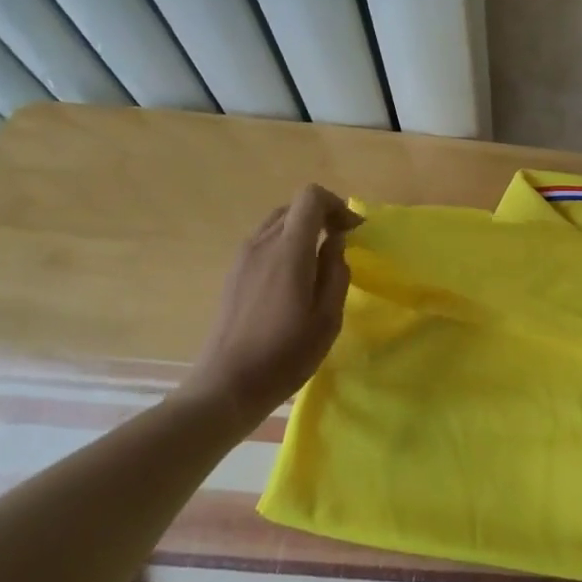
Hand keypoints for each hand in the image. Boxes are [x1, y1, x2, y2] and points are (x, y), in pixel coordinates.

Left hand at [175, 183, 362, 417]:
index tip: (353, 231)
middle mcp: (261, 244)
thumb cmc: (286, 353)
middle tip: (342, 243)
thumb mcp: (328, 317)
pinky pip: (263, 243)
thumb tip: (335, 242)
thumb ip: (335, 271)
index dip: (337, 205)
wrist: (228, 384)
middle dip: (321, 216)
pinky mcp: (233, 274)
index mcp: (288, 250)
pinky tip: (294, 280)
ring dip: (302, 231)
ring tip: (319, 262)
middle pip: (293, 207)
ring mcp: (242, 258)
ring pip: (276, 224)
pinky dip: (285, 246)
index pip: (310, 197)